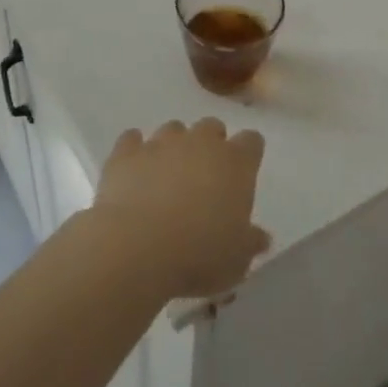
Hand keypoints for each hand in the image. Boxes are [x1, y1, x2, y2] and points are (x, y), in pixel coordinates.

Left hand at [92, 119, 270, 300]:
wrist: (138, 249)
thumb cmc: (200, 255)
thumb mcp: (237, 259)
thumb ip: (250, 242)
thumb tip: (261, 237)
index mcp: (235, 163)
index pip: (251, 141)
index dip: (248, 154)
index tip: (243, 173)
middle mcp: (200, 143)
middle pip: (211, 127)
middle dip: (210, 145)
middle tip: (204, 176)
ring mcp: (161, 143)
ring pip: (173, 129)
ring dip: (173, 146)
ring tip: (166, 176)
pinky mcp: (126, 153)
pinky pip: (131, 139)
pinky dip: (134, 150)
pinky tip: (133, 170)